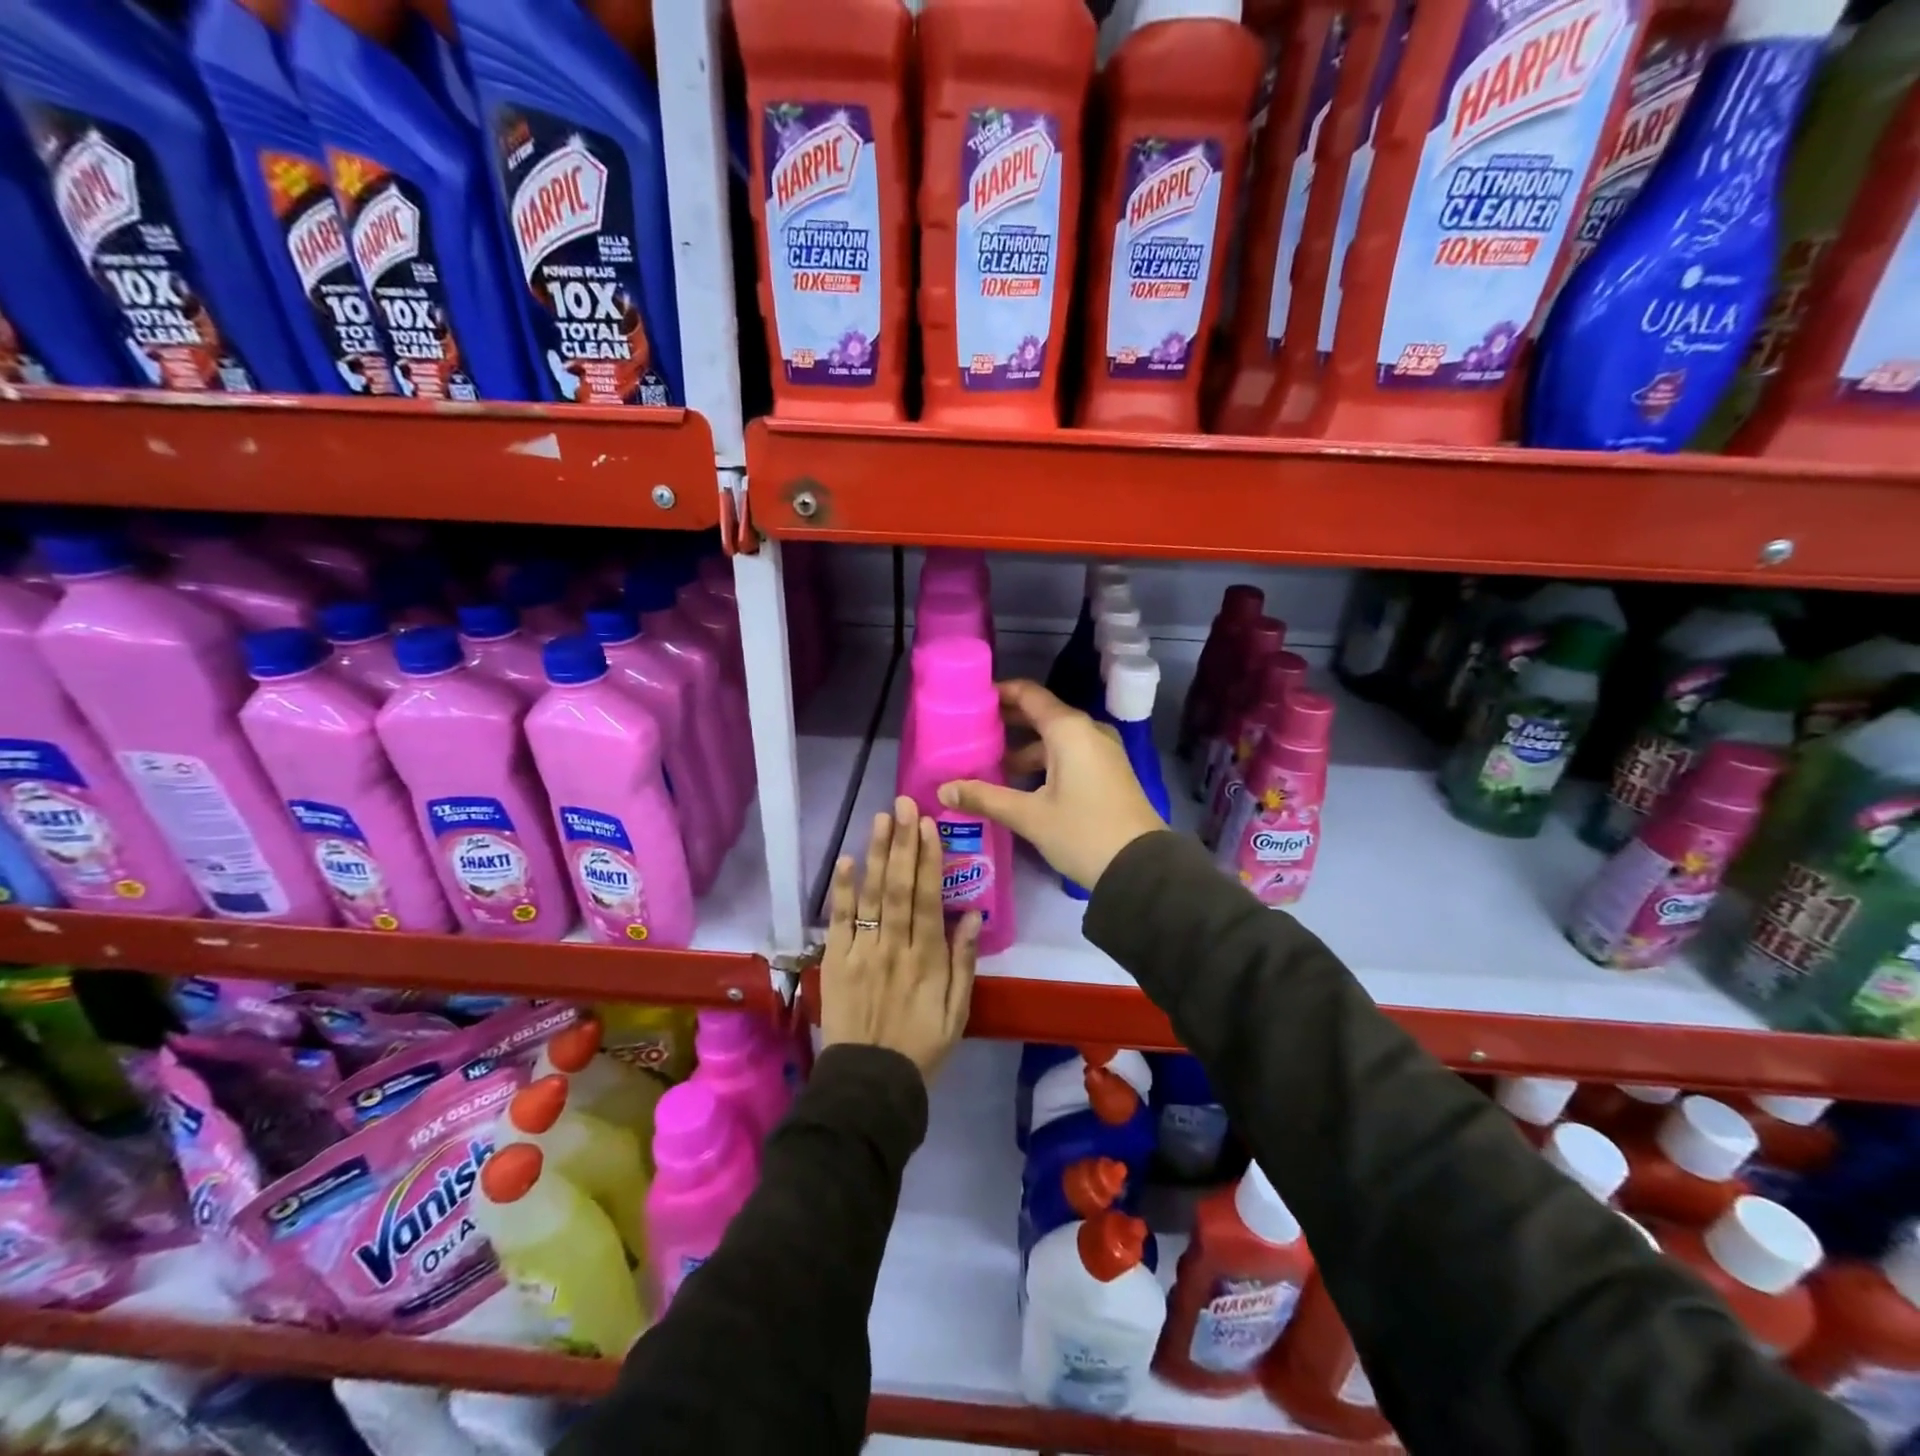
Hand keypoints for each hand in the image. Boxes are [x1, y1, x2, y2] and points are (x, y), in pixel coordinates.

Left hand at [821, 797, 978, 1079]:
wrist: (871, 1084)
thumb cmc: (922, 1046)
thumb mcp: (958, 1011)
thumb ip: (964, 961)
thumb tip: (972, 914)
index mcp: (927, 959)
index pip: (927, 898)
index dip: (928, 859)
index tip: (928, 825)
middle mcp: (894, 947)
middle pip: (898, 887)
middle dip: (902, 843)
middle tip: (903, 805)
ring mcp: (861, 952)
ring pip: (870, 896)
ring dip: (875, 854)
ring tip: (879, 818)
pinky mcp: (836, 962)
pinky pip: (839, 921)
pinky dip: (842, 890)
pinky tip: (846, 861)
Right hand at [938, 679, 1165, 892]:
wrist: (1141, 868)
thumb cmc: (1082, 832)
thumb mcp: (1029, 816)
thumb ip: (985, 798)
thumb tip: (943, 790)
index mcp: (1069, 730)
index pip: (1028, 694)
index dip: (998, 693)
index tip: (970, 701)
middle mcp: (1088, 732)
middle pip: (1041, 715)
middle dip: (1007, 722)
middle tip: (971, 732)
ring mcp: (1102, 752)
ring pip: (1055, 739)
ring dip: (1024, 748)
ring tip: (989, 765)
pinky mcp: (1108, 773)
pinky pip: (1069, 755)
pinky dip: (1043, 762)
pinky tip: (1020, 785)